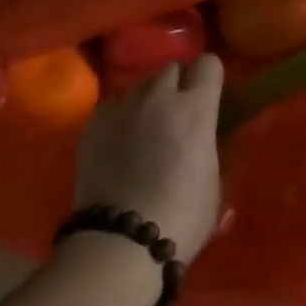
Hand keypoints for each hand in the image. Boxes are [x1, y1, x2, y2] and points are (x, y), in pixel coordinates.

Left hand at [73, 54, 224, 258]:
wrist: (120, 241)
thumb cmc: (181, 216)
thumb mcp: (213, 181)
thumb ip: (209, 146)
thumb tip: (204, 137)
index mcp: (195, 108)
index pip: (209, 64)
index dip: (210, 78)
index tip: (209, 96)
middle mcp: (159, 96)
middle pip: (171, 69)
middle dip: (177, 86)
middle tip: (176, 115)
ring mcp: (122, 107)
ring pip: (139, 87)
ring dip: (147, 100)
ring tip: (144, 129)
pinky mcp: (93, 124)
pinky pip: (112, 108)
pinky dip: (119, 119)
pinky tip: (117, 145)